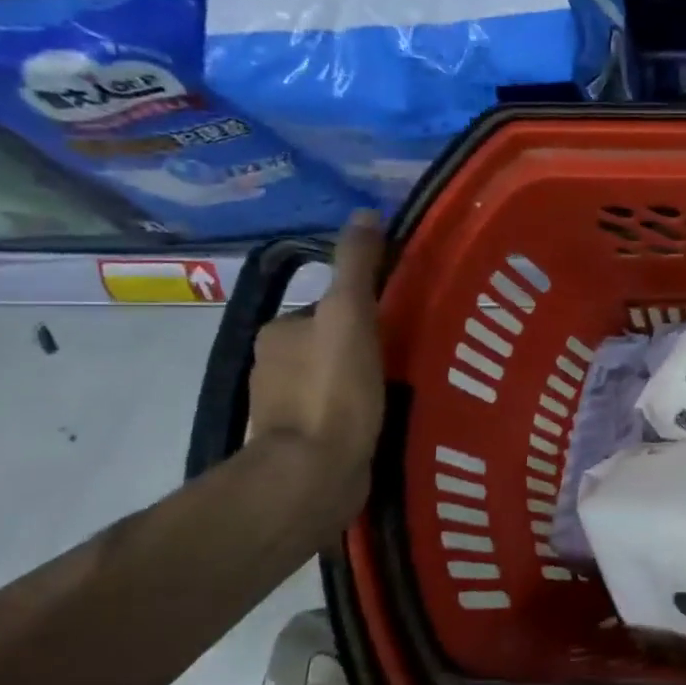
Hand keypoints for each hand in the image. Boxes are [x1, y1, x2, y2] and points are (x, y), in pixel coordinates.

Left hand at [248, 211, 385, 525]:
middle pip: (330, 343)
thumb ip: (357, 266)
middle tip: (412, 352)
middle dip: (365, 346)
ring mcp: (287, 409)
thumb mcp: (351, 314)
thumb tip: (365, 213)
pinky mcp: (305, 445)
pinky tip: (389, 420)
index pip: (328, 308)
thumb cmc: (334, 388)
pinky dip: (359, 412)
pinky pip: (338, 415)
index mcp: (280, 333)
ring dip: (363, 381)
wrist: (315, 472)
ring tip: (408, 387)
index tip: (400, 319)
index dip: (363, 309)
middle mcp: (273, 367)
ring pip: (334, 381)